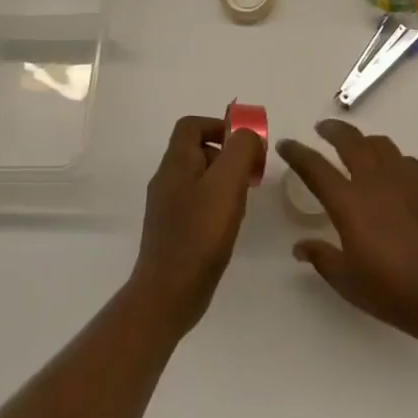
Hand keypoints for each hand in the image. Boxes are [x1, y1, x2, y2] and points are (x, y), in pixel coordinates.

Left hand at [130, 115, 258, 331]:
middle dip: (228, 155)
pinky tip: (230, 224)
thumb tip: (246, 135)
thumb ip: (240, 150)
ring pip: (200, 177)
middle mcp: (167, 179)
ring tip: (243, 202)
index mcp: (176, 162)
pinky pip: (197, 202)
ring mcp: (167, 206)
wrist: (169, 293)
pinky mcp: (173, 229)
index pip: (191, 125)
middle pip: (198, 149)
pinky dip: (217, 204)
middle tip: (251, 175)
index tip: (245, 145)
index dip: (219, 125)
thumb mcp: (227, 183)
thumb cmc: (200, 233)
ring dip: (225, 181)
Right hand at [278, 119, 417, 343]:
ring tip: (357, 146)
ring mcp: (406, 178)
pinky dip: (391, 158)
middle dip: (332, 130)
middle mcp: (375, 180)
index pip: (314, 167)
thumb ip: (322, 258)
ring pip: (380, 144)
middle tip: (322, 129)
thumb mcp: (348, 282)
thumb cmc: (394, 291)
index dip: (297, 152)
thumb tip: (300, 246)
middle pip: (349, 140)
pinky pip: (405, 160)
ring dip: (363, 140)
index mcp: (349, 202)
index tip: (286, 145)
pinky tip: (393, 171)